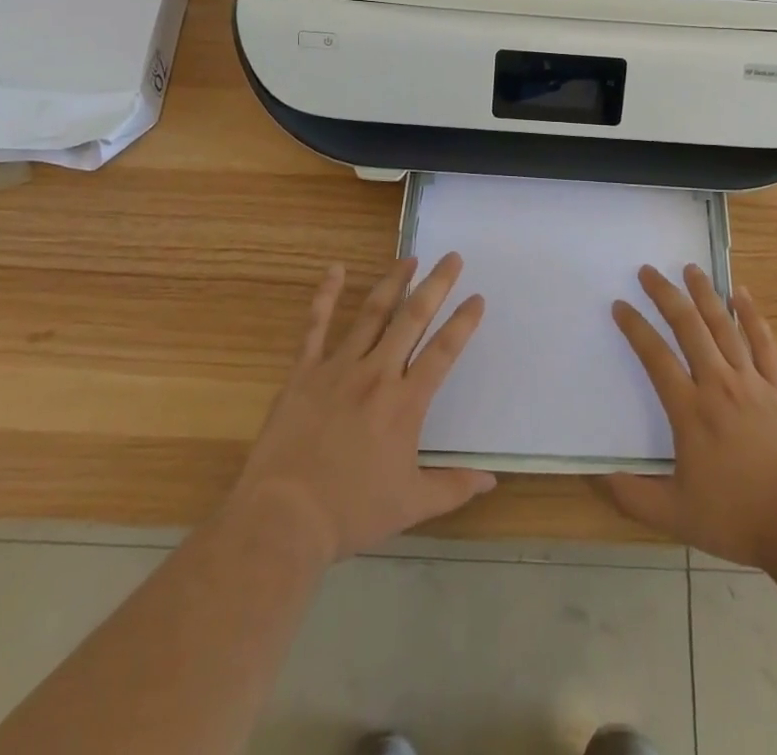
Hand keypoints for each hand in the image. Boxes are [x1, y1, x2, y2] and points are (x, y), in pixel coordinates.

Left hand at [229, 255, 494, 562]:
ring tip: (409, 258)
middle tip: (451, 257)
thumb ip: (454, 487)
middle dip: (435, 285)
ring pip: (372, 314)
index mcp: (406, 402)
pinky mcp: (304, 372)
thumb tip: (492, 480)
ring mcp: (339, 368)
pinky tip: (335, 269)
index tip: (477, 298)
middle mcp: (377, 374)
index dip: (463, 322)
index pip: (443, 351)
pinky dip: (326, 295)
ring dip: (393, 282)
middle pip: (412, 319)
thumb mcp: (411, 504)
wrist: (284, 518)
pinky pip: (316, 326)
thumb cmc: (351, 511)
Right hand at [603, 264, 776, 569]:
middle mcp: (718, 384)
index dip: (635, 328)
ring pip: (724, 326)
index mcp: (690, 411)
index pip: (655, 357)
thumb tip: (596, 476)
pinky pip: (763, 343)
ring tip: (690, 268)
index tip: (620, 305)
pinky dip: (751, 316)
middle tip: (648, 270)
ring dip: (705, 294)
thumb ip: (633, 496)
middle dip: (666, 295)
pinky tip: (742, 294)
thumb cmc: (739, 518)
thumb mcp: (676, 517)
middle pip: (688, 327)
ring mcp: (752, 382)